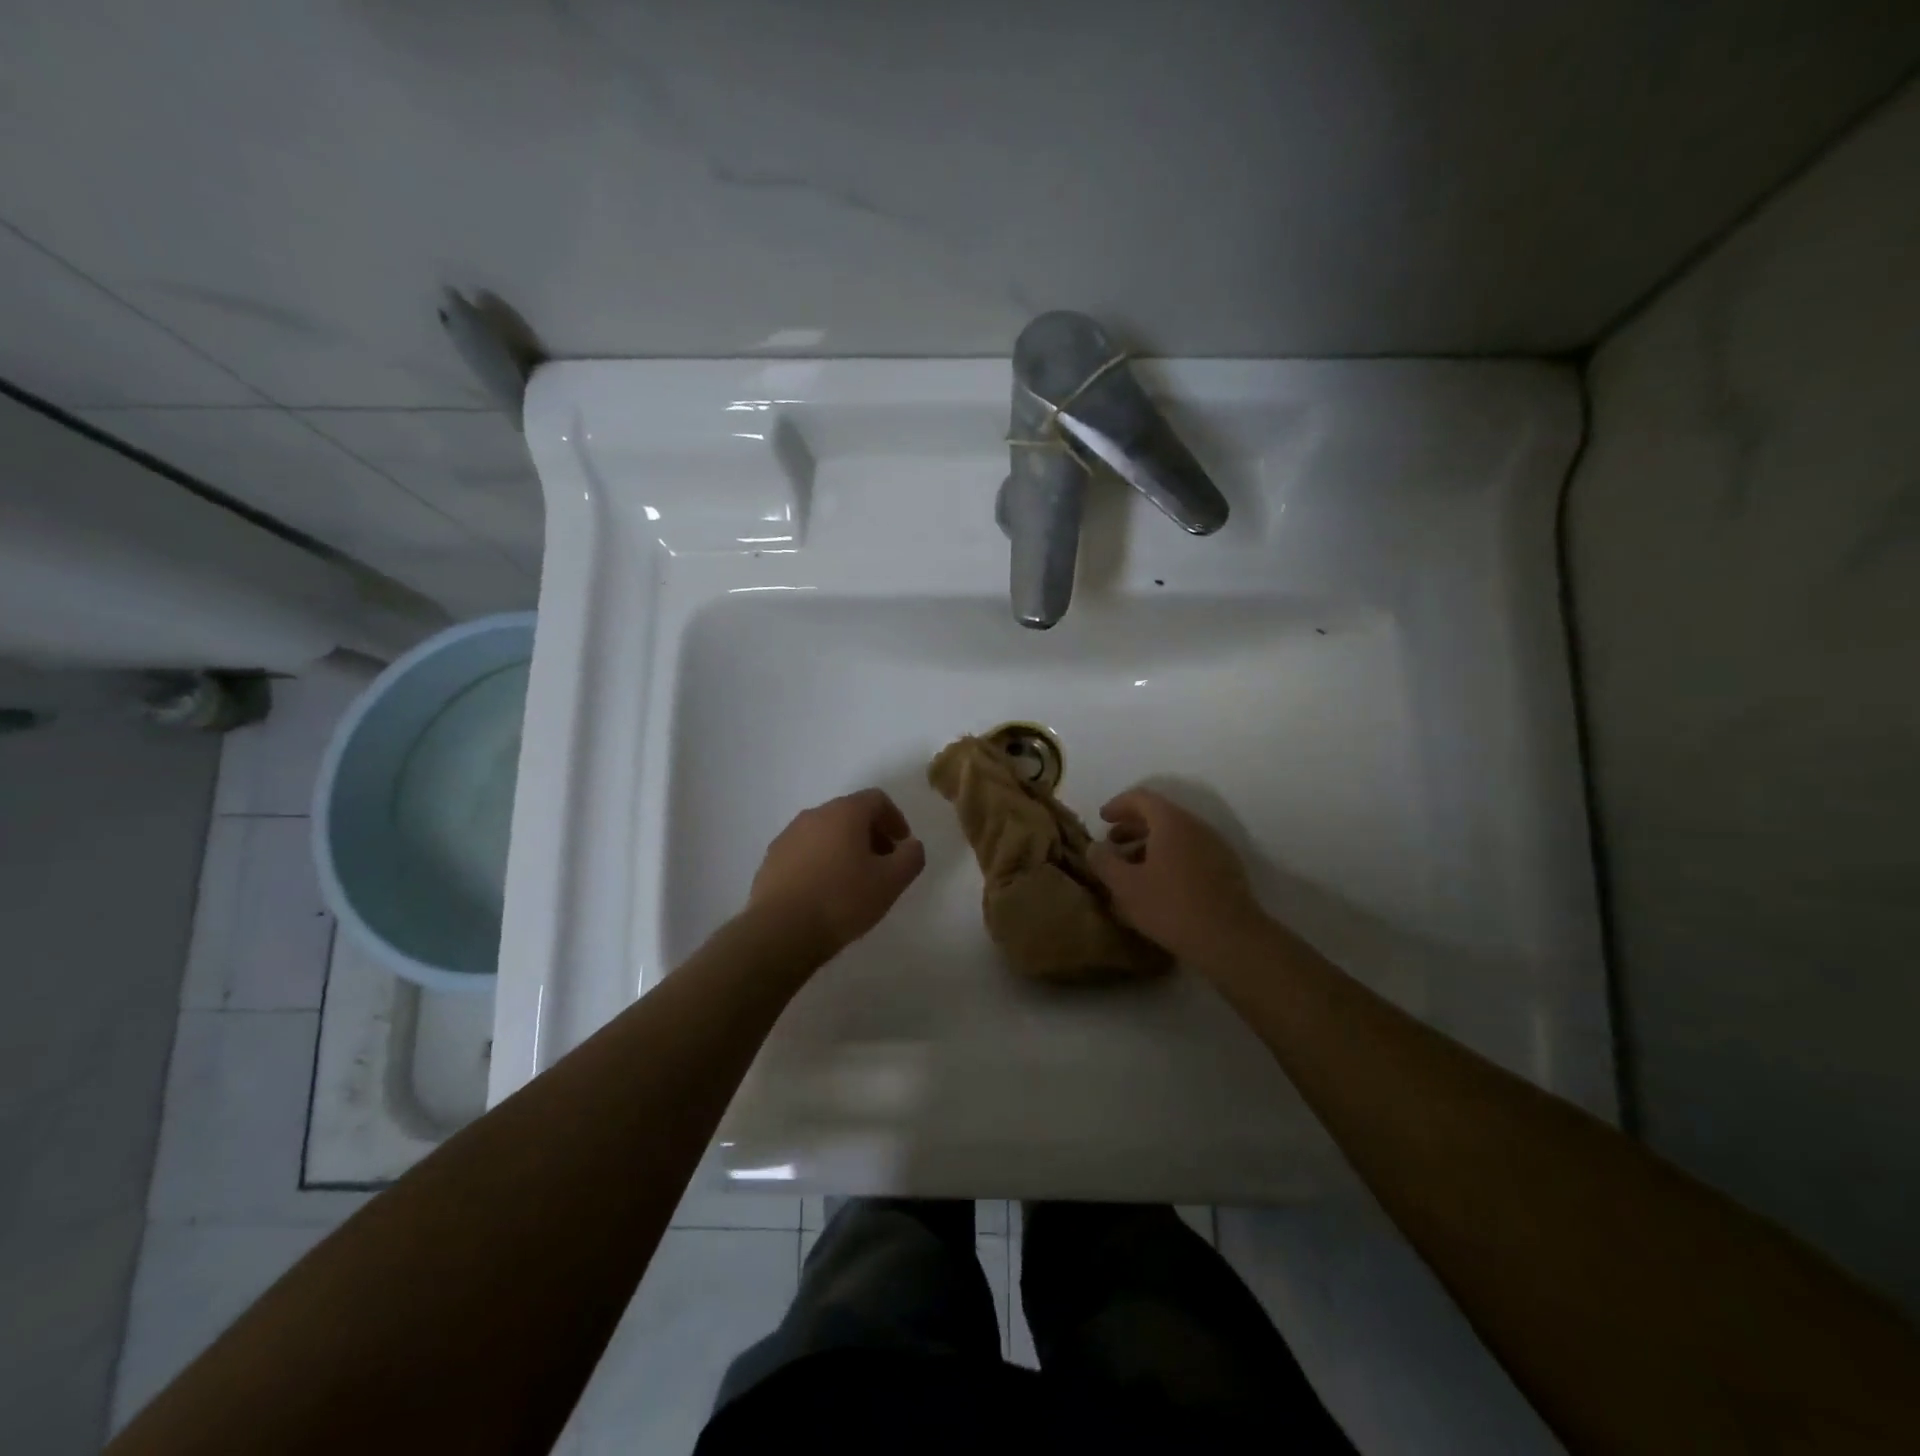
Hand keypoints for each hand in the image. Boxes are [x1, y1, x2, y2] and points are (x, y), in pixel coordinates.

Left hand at [749, 789, 925, 954]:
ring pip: (825, 833)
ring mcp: (788, 836)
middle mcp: (814, 815)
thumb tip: (911, 845)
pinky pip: (805, 851)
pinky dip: (821, 862)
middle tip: (882, 864)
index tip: (902, 845)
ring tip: (854, 881)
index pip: (877, 799)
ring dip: (845, 848)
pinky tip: (825, 892)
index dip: (895, 819)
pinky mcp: (771, 860)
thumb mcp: (891, 882)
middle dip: (871, 834)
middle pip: (850, 814)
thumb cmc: (842, 900)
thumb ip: (911, 857)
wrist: (781, 931)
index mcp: (844, 812)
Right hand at [1088, 788, 1265, 960]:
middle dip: (1132, 827)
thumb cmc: (1171, 906)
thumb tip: (1094, 847)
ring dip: (1151, 845)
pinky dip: (1170, 858)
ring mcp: (1215, 847)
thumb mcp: (1126, 886)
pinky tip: (1159, 884)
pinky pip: (1191, 852)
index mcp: (1171, 822)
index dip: (1118, 805)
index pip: (1141, 798)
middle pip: (1160, 815)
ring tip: (1132, 867)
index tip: (1102, 819)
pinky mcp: (1226, 869)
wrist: (1230, 938)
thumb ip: (1105, 862)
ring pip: (1177, 835)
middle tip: (1112, 844)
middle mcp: (1196, 826)